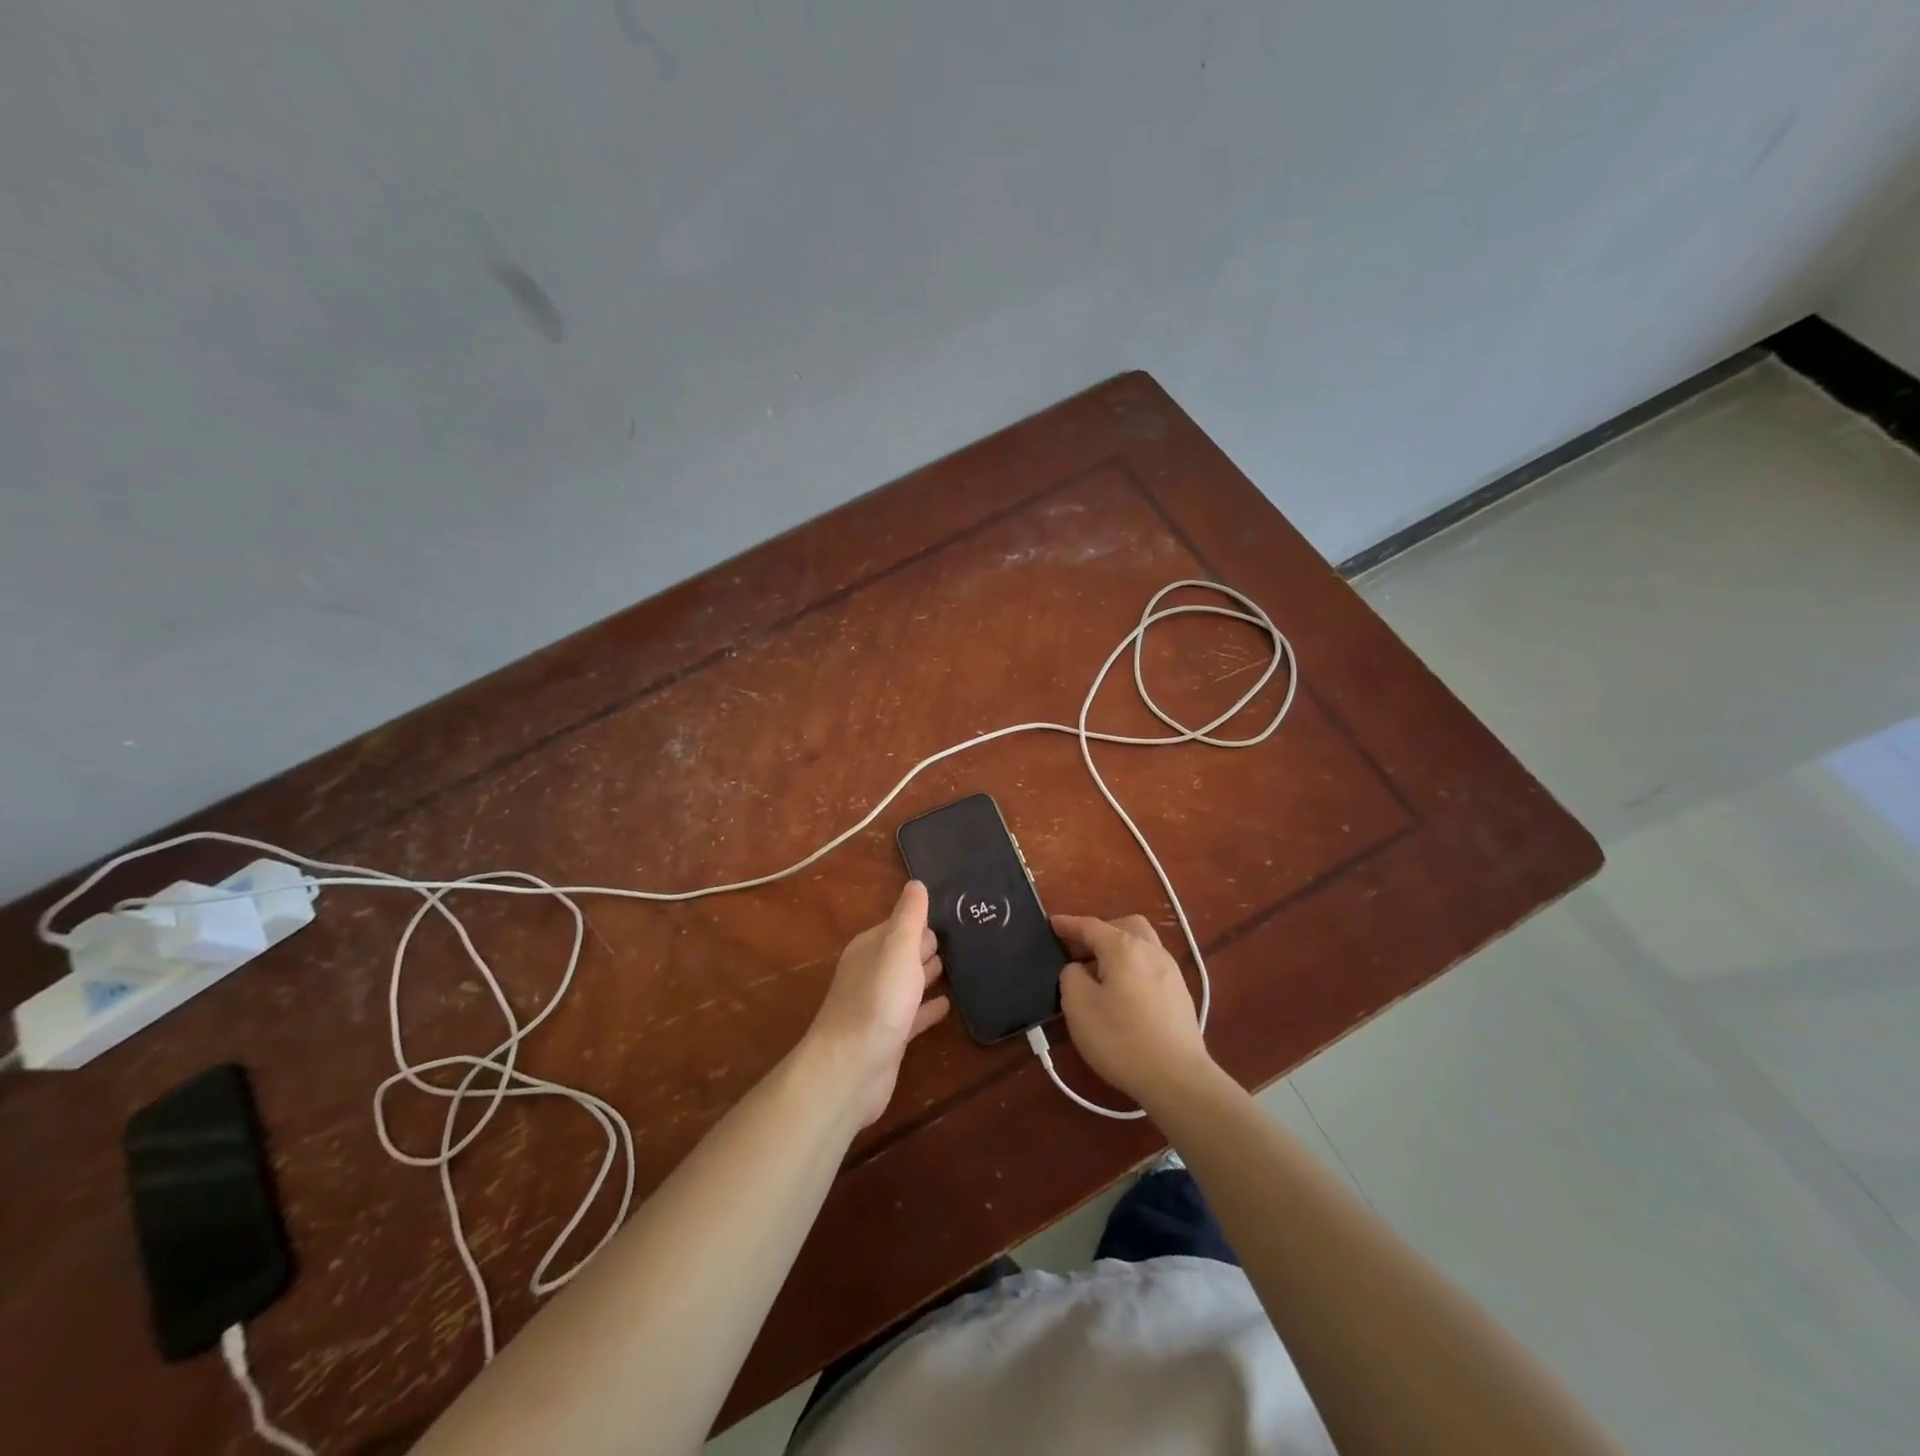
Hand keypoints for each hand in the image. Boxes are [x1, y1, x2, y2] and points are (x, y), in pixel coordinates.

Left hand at [807, 881, 949, 1125]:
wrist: (851, 1069)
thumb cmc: (877, 1001)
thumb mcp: (897, 949)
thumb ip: (909, 917)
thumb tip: (916, 883)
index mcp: (871, 947)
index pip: (901, 924)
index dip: (924, 918)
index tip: (956, 911)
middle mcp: (872, 971)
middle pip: (905, 951)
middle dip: (930, 943)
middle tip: (967, 935)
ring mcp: (880, 1005)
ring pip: (910, 981)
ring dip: (931, 972)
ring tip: (964, 964)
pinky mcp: (890, 1035)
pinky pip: (914, 1014)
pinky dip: (929, 1007)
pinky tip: (949, 1004)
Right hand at [1052, 913, 1211, 1106]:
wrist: (1177, 1078)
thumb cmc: (1120, 1038)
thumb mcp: (1078, 1005)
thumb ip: (1071, 976)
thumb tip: (1079, 969)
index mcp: (1123, 946)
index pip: (1090, 926)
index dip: (1067, 924)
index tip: (1050, 924)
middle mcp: (1151, 950)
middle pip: (1124, 926)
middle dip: (1101, 932)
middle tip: (1081, 952)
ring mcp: (1171, 972)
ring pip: (1142, 946)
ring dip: (1119, 951)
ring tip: (1100, 975)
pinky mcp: (1181, 995)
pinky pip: (1151, 968)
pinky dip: (1133, 970)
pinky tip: (1124, 996)